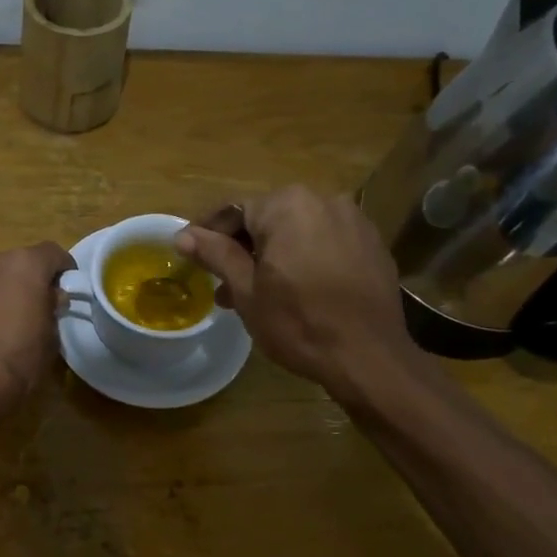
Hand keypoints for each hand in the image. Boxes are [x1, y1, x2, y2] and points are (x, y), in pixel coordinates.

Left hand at [0, 241, 75, 427]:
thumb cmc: (19, 358)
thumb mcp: (51, 335)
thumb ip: (53, 307)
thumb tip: (52, 298)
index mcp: (25, 263)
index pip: (53, 253)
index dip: (65, 270)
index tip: (70, 291)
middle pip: (24, 261)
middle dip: (36, 279)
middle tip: (45, 306)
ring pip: (1, 274)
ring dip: (12, 288)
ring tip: (19, 318)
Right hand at [175, 186, 425, 400]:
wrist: (369, 356)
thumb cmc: (298, 322)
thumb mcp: (246, 290)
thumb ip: (216, 254)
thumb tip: (183, 235)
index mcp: (287, 205)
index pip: (234, 211)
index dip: (209, 233)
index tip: (192, 255)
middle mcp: (323, 199)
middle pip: (268, 218)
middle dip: (243, 248)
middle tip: (223, 282)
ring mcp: (353, 220)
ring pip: (298, 231)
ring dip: (273, 254)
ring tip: (257, 293)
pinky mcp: (372, 244)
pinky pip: (326, 242)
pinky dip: (306, 258)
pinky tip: (298, 290)